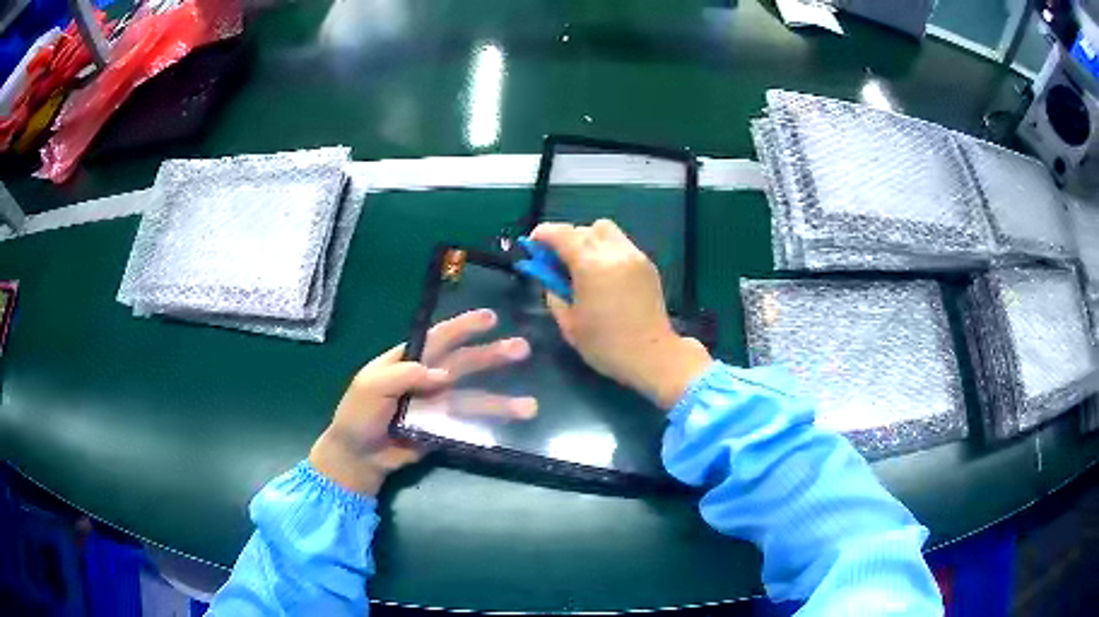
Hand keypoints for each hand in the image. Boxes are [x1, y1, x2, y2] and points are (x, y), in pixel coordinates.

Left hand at [309, 309, 536, 494]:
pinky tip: (511, 426)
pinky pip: (468, 425)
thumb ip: (404, 375)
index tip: (490, 318)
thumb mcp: (371, 386)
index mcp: (408, 360)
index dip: (464, 327)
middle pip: (464, 364)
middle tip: (522, 349)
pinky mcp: (443, 430)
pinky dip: (490, 425)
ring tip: (529, 406)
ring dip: (501, 400)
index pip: (439, 339)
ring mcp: (437, 406)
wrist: (358, 455)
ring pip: (473, 398)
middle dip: (492, 356)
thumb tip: (443, 374)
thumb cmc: (359, 414)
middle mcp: (428, 379)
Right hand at [531, 219, 711, 409]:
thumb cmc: (606, 345)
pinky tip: (603, 274)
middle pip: (584, 228)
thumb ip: (553, 292)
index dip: (542, 234)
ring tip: (582, 265)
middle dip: (566, 239)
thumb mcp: (568, 323)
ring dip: (588, 240)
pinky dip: (605, 250)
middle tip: (557, 260)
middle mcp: (614, 252)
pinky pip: (620, 244)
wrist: (652, 355)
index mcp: (591, 266)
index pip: (561, 234)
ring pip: (605, 230)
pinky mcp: (647, 264)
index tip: (532, 244)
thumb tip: (548, 275)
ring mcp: (634, 255)